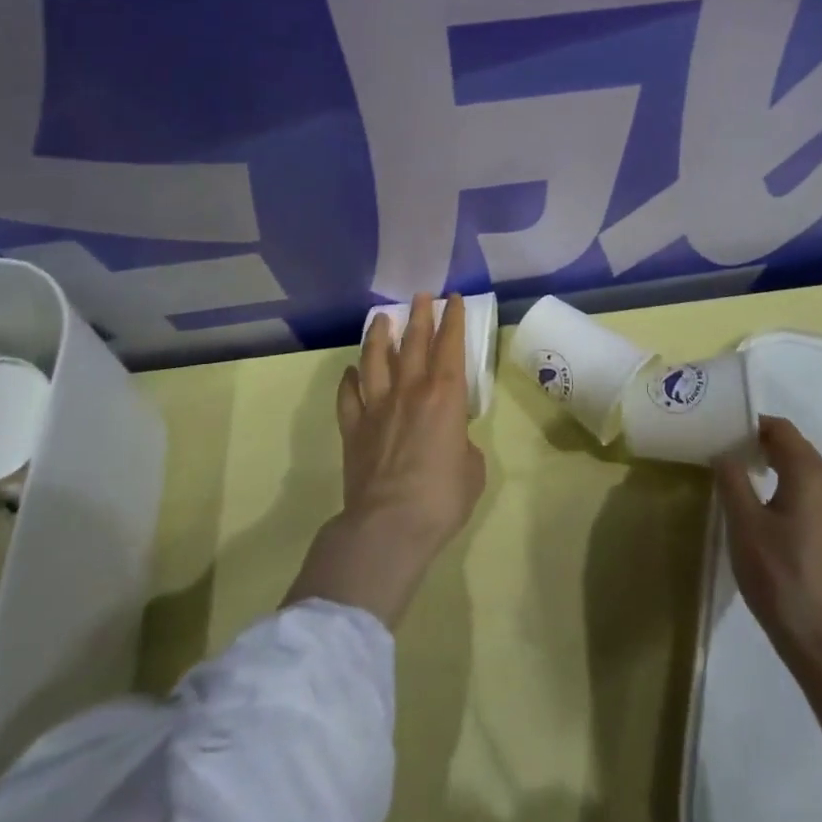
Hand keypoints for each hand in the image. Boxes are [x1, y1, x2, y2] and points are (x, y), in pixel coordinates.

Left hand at [286, 293, 487, 627]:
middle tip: (421, 295)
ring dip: (378, 336)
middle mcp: (410, 389)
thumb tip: (452, 440)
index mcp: (445, 394)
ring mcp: (377, 406)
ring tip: (381, 319)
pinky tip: (350, 372)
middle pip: (413, 341)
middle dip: (420, 315)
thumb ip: (464, 444)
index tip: (452, 299)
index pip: (450, 344)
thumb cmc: (441, 497)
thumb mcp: (472, 470)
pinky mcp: (353, 428)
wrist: (388, 526)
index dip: (453, 318)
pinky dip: (349, 380)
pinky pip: (348, 396)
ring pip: (375, 359)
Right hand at [717, 418, 821, 821]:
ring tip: (744, 485)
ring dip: (777, 472)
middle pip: (798, 451)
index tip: (724, 433)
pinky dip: (790, 495)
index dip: (753, 425)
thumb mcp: (744, 525)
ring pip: (807, 478)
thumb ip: (732, 480)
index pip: (783, 430)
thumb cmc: (783, 579)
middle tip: (728, 456)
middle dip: (763, 447)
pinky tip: (769, 520)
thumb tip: (725, 453)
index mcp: (811, 476)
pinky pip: (814, 502)